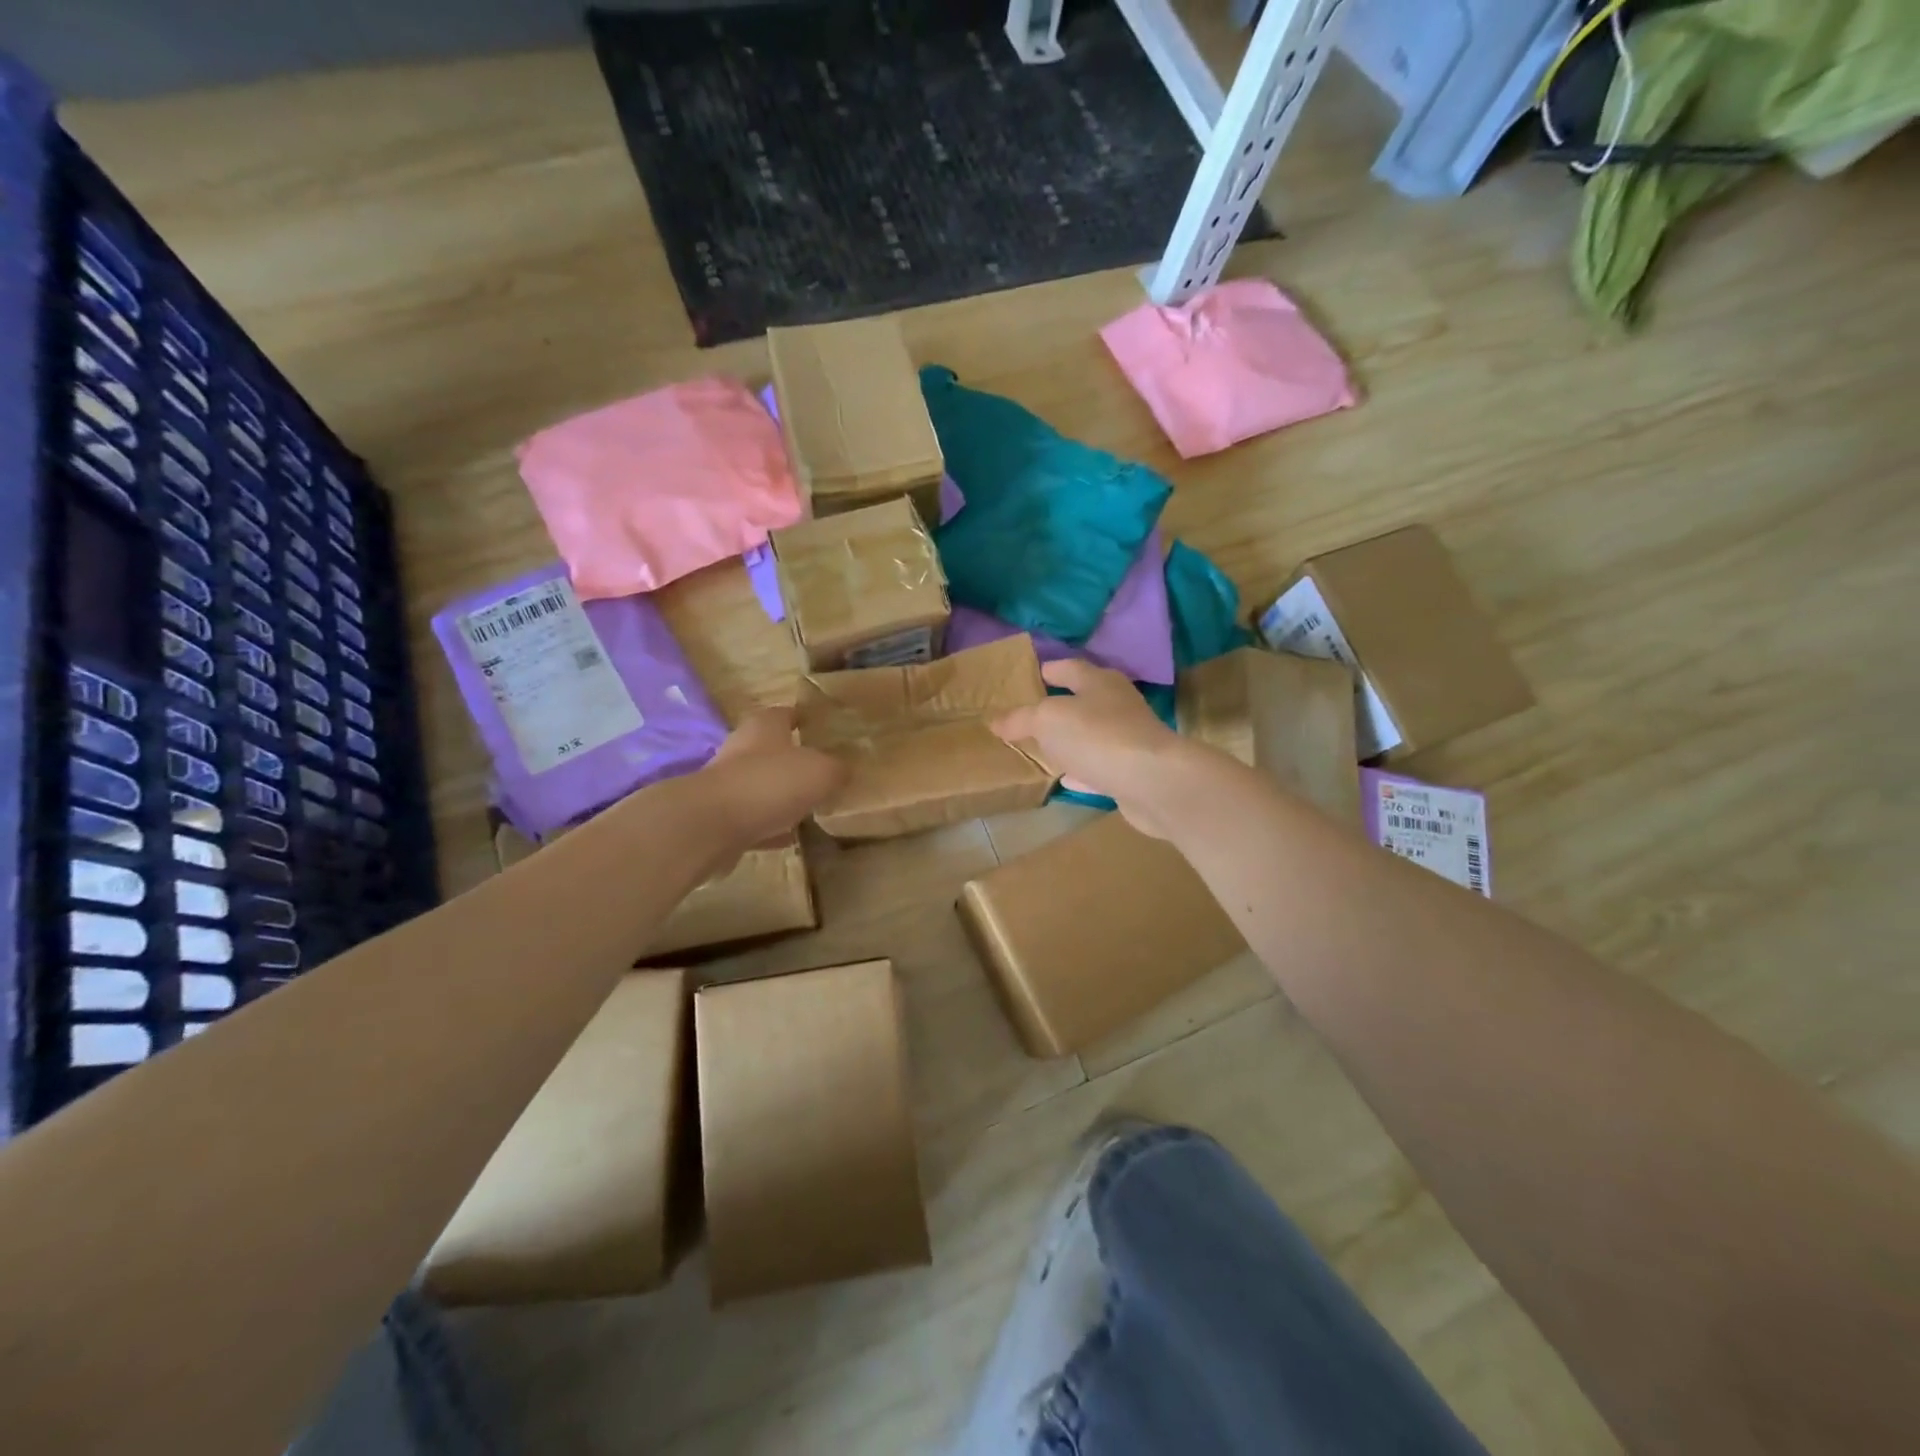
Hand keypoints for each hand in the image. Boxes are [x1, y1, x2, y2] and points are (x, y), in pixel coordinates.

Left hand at [698, 707, 846, 862]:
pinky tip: (790, 837)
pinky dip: (771, 826)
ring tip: (811, 806)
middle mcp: (742, 749)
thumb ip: (837, 769)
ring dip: (782, 795)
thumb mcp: (821, 771)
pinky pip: (754, 819)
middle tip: (824, 771)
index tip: (824, 728)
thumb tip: (844, 771)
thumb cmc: (770, 783)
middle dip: (795, 759)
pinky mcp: (721, 818)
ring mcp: (728, 785)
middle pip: (772, 750)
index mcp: (764, 727)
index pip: (786, 713)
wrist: (711, 825)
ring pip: (762, 785)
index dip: (805, 719)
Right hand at [992, 659, 1189, 837]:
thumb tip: (995, 721)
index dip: (1051, 669)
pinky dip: (1082, 769)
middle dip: (1061, 704)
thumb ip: (1021, 719)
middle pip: (1085, 699)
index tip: (1034, 674)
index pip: (1070, 668)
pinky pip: (1099, 765)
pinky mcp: (1133, 771)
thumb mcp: (1047, 720)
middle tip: (1032, 713)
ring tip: (1045, 746)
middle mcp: (1117, 705)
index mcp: (1099, 682)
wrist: (1152, 781)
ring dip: (1071, 739)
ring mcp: (1128, 738)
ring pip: (1092, 734)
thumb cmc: (1097, 736)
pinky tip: (1067, 778)